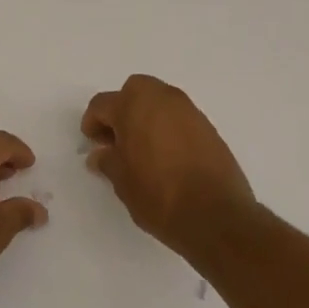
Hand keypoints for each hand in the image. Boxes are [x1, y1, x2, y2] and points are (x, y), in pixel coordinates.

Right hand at [82, 75, 255, 255]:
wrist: (215, 216)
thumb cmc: (158, 194)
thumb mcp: (121, 181)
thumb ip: (107, 161)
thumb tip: (101, 154)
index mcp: (134, 105)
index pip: (102, 104)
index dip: (92, 123)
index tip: (93, 144)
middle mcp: (162, 98)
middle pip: (134, 91)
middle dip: (122, 110)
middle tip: (117, 140)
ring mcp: (189, 111)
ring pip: (159, 102)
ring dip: (146, 117)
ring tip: (142, 150)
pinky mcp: (208, 127)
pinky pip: (179, 118)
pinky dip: (168, 128)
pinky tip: (166, 156)